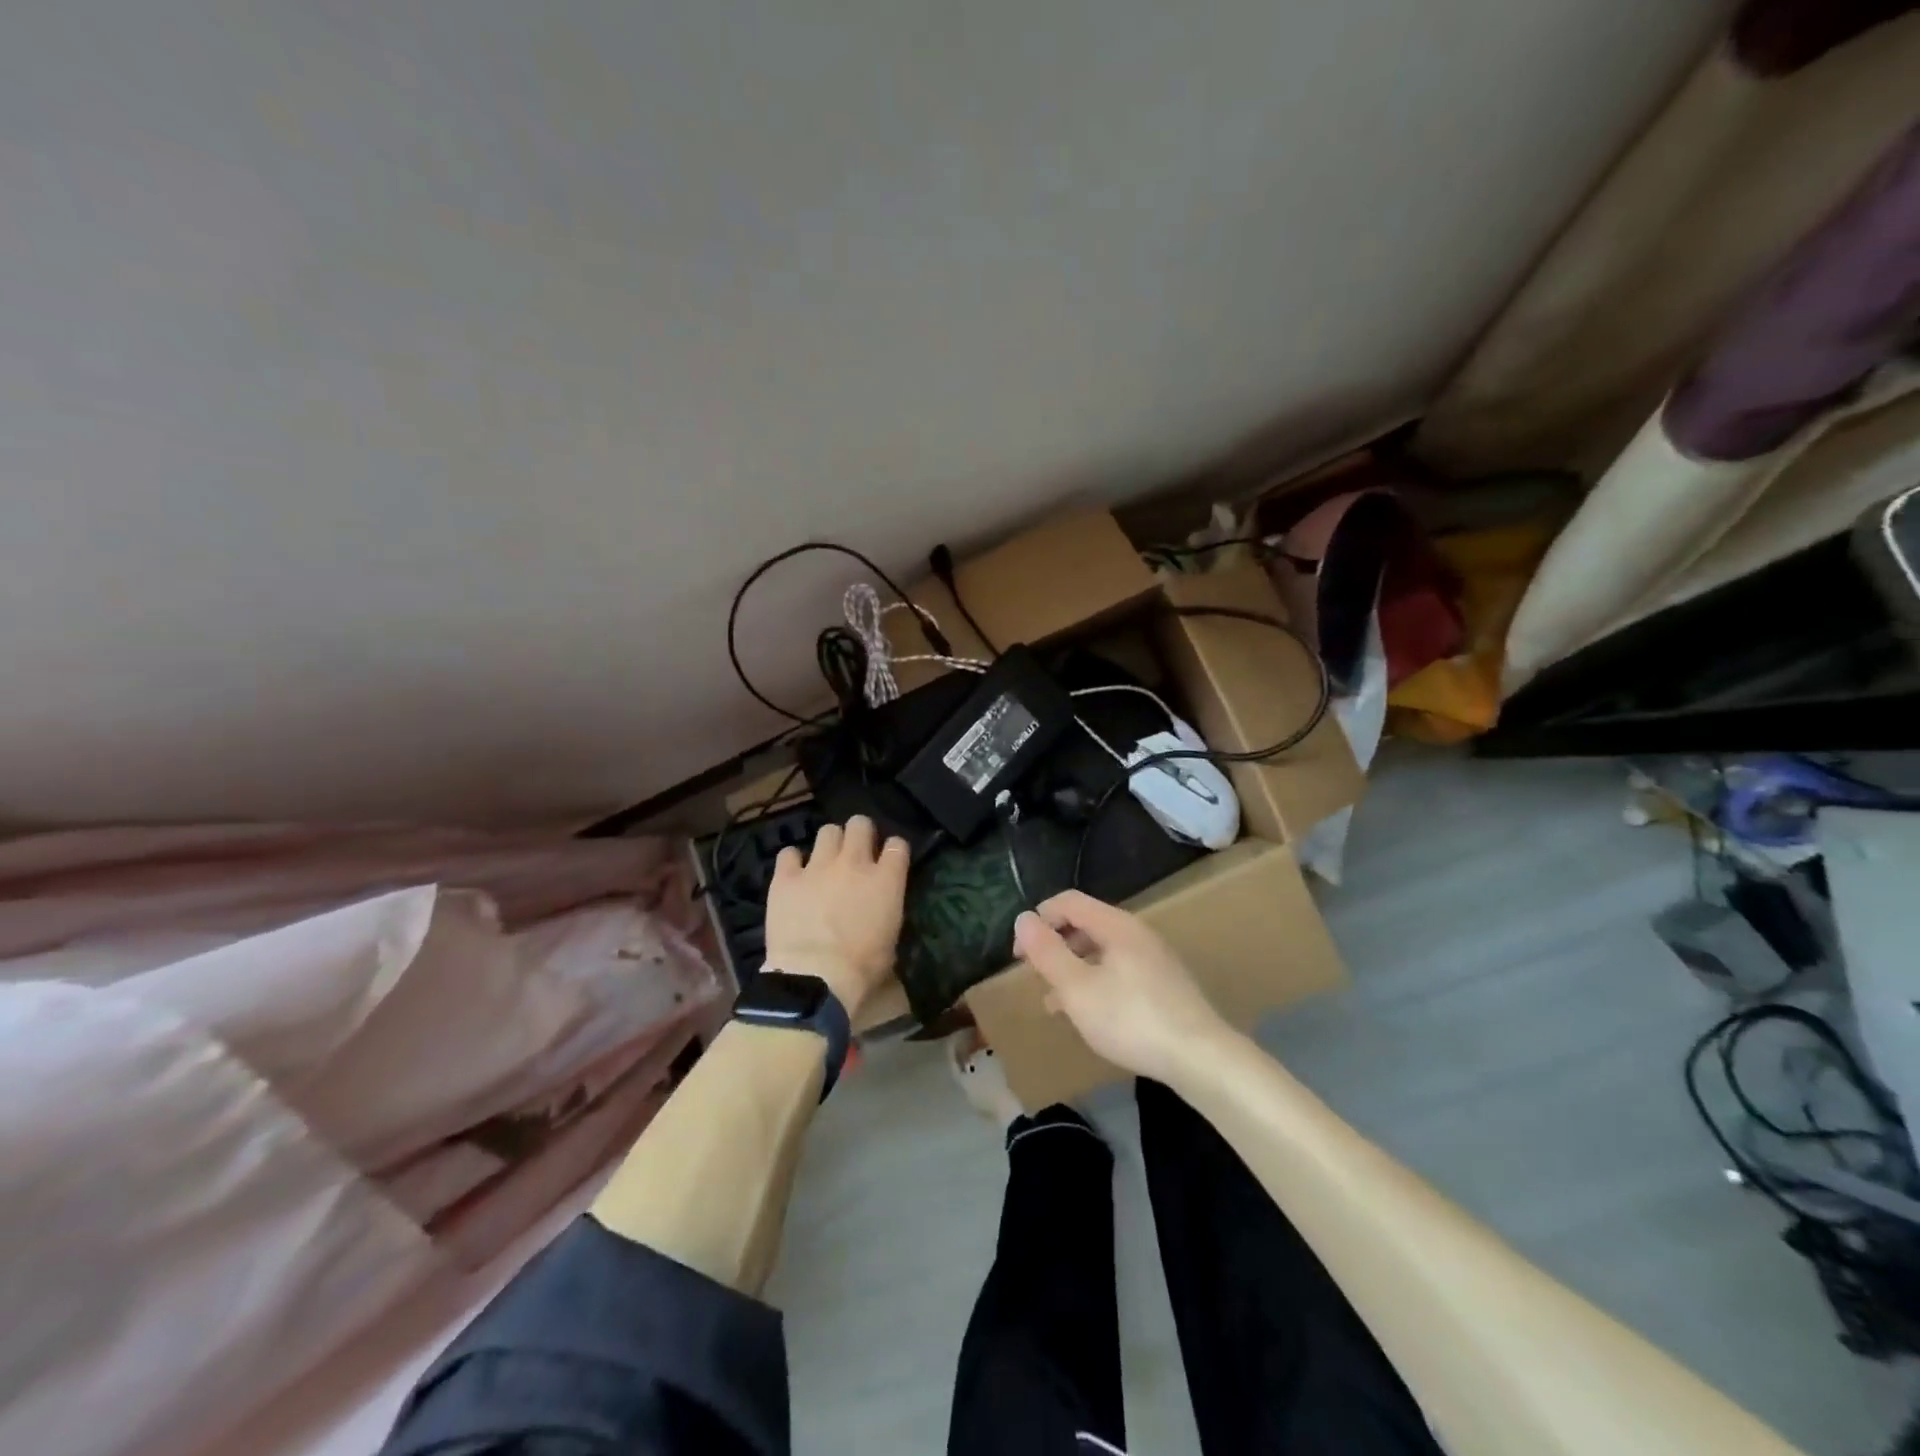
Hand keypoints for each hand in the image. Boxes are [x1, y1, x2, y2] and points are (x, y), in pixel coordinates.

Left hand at [765, 815, 910, 1015]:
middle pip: (860, 824)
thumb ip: (888, 915)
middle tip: (856, 852)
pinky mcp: (786, 878)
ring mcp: (817, 867)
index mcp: (886, 880)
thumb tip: (882, 914)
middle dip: (860, 834)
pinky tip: (793, 873)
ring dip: (830, 843)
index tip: (889, 860)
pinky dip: (792, 861)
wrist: (815, 979)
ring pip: (827, 831)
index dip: (893, 850)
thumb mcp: (891, 943)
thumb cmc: (861, 969)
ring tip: (825, 861)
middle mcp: (853, 863)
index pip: (897, 845)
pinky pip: (788, 854)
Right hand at [1013, 890, 1230, 1084]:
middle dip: (1055, 946)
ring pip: (1101, 951)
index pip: (1068, 901)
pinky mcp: (1164, 984)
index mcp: (1116, 925)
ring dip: (1073, 968)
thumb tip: (1023, 918)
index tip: (1020, 955)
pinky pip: (1119, 970)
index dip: (1038, 920)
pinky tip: (1090, 1015)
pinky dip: (1096, 983)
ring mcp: (1154, 958)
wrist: (1202, 1059)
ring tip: (1055, 1003)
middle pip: (1085, 924)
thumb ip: (1047, 952)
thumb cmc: (1131, 1020)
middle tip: (1036, 978)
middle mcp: (1136, 933)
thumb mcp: (1077, 989)